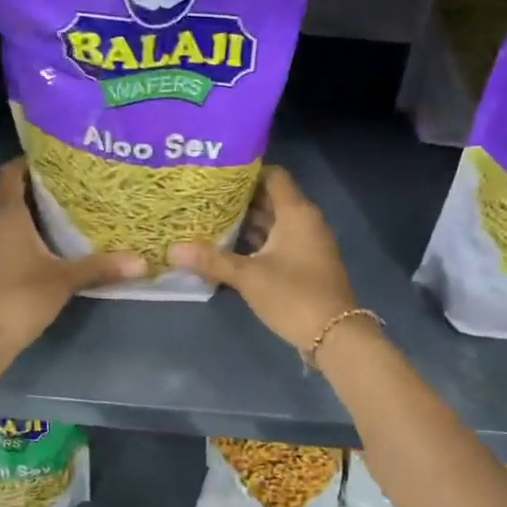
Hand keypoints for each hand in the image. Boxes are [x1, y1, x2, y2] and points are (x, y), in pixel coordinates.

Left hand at [0, 160, 144, 355]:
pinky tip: (36, 246)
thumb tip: (142, 262)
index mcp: (4, 213)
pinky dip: (12, 232)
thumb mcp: (65, 281)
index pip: (11, 171)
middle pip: (6, 191)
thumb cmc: (20, 299)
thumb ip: (102, 267)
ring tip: (56, 215)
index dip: (32, 162)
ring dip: (22, 211)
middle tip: (68, 188)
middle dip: (33, 187)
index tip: (59, 163)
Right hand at [170, 166, 358, 352]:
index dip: (247, 171)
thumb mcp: (248, 277)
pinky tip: (228, 249)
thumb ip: (211, 260)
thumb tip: (171, 250)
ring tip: (209, 219)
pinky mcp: (304, 264)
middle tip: (204, 197)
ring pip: (273, 223)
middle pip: (271, 199)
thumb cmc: (293, 295)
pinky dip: (256, 243)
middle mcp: (305, 222)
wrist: (335, 335)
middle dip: (239, 199)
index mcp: (296, 213)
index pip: (273, 176)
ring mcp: (307, 244)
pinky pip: (277, 243)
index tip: (217, 174)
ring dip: (246, 222)